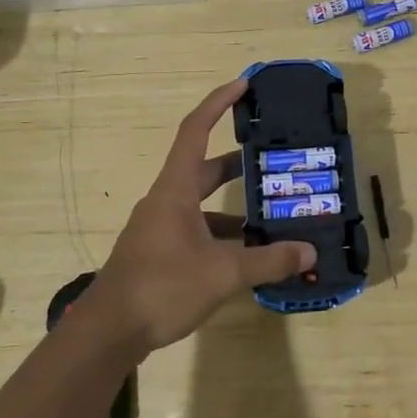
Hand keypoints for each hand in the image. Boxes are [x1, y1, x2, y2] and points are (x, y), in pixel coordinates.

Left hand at [87, 80, 316, 354]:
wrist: (107, 333)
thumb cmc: (162, 287)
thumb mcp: (223, 273)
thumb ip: (268, 260)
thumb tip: (309, 252)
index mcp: (176, 190)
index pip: (195, 130)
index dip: (218, 103)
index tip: (244, 85)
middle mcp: (166, 201)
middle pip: (204, 168)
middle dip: (239, 163)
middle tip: (274, 159)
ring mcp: (159, 228)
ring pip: (203, 205)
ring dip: (235, 207)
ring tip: (273, 214)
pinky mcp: (159, 253)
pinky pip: (197, 231)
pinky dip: (223, 236)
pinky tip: (248, 255)